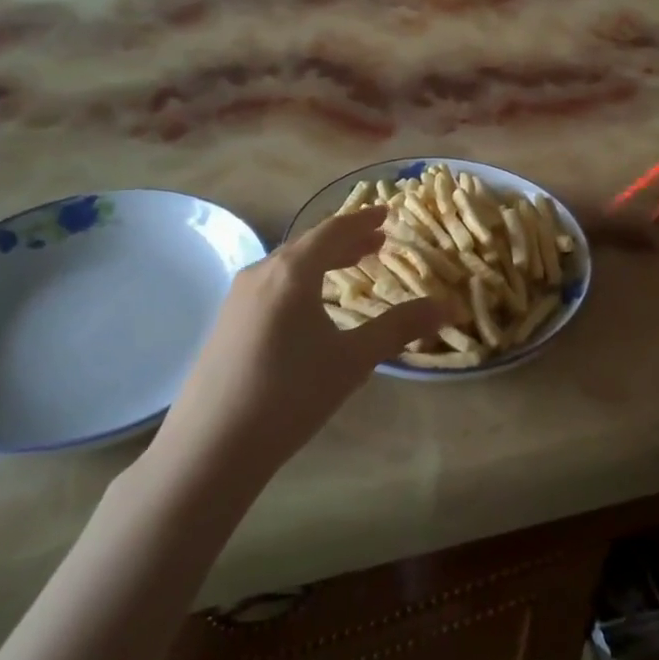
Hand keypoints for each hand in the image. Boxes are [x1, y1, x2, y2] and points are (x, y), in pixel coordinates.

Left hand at [147, 208, 447, 481]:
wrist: (210, 447)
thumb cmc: (290, 394)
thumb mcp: (353, 360)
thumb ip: (400, 327)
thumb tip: (448, 306)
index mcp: (292, 271)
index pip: (334, 230)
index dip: (362, 219)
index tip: (386, 212)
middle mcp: (261, 273)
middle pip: (309, 244)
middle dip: (346, 240)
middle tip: (376, 241)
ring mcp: (237, 298)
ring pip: (287, 265)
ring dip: (322, 261)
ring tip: (348, 267)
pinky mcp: (225, 323)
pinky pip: (271, 285)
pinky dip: (300, 281)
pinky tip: (308, 307)